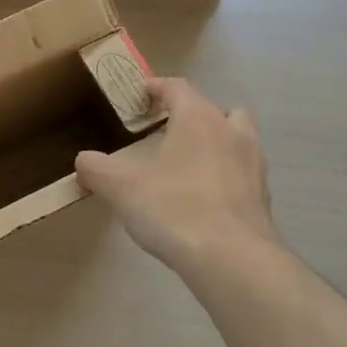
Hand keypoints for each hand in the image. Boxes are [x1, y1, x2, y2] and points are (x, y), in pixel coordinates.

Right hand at [75, 78, 279, 277]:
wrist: (232, 259)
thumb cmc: (174, 209)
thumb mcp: (121, 189)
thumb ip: (97, 169)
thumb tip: (83, 160)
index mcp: (197, 118)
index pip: (177, 87)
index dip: (157, 87)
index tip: (141, 94)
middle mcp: (230, 131)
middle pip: (214, 109)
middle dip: (192, 115)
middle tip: (168, 132)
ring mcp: (253, 164)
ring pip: (237, 138)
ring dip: (216, 143)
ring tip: (189, 165)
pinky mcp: (263, 197)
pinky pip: (242, 173)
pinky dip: (226, 177)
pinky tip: (205, 200)